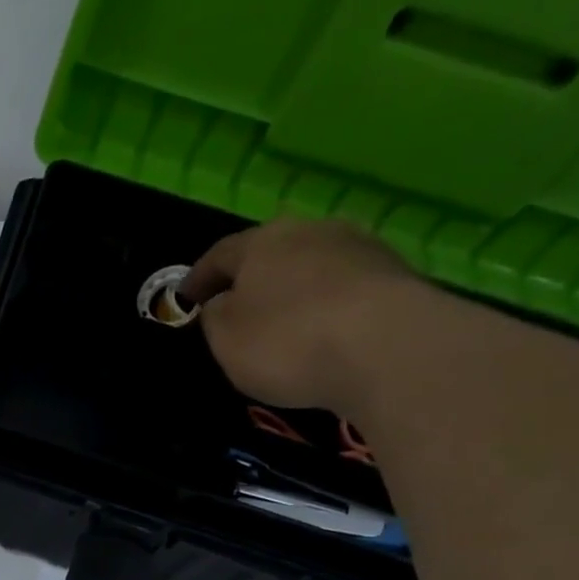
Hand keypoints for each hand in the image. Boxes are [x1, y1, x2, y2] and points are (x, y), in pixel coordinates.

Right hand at [179, 218, 429, 413]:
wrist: (386, 347)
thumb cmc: (286, 341)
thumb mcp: (226, 339)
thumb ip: (215, 317)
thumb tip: (223, 303)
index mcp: (262, 241)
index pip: (219, 254)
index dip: (197, 278)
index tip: (183, 299)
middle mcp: (312, 231)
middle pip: (271, 253)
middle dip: (252, 279)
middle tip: (236, 308)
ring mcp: (360, 248)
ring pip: (312, 267)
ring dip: (294, 290)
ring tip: (284, 323)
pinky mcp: (395, 275)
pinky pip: (344, 289)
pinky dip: (327, 306)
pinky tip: (322, 333)